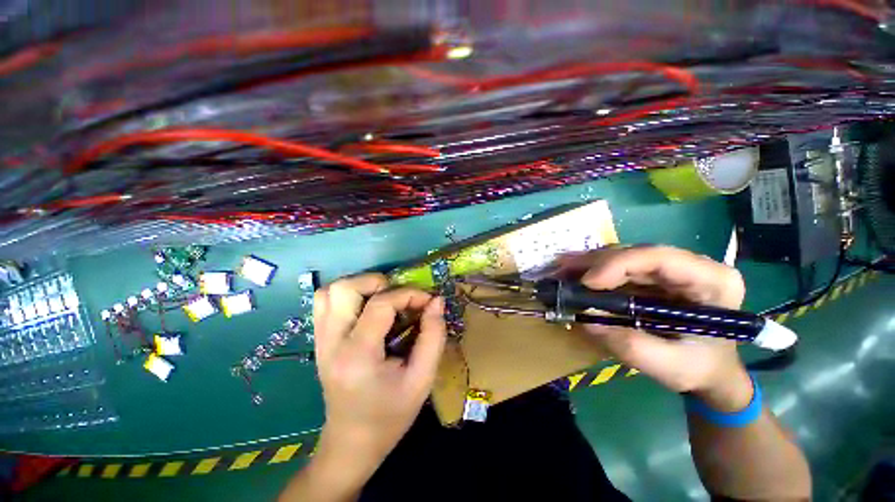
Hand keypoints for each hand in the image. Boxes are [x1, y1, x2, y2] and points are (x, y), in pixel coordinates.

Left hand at [312, 273, 446, 478]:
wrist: (352, 443)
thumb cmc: (390, 415)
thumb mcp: (422, 379)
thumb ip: (433, 336)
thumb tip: (437, 301)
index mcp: (358, 356)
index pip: (380, 305)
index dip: (409, 294)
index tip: (428, 300)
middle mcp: (331, 343)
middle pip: (344, 288)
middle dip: (378, 282)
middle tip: (399, 295)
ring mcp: (320, 340)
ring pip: (330, 291)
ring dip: (360, 285)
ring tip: (383, 298)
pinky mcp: (319, 340)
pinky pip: (324, 302)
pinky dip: (348, 295)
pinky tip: (366, 307)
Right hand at [560, 246, 751, 410]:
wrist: (710, 369)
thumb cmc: (700, 368)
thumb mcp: (670, 367)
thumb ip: (631, 346)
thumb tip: (586, 320)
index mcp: (712, 281)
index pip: (661, 258)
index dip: (619, 264)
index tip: (587, 282)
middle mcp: (690, 266)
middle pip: (635, 253)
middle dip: (595, 262)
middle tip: (561, 270)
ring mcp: (669, 268)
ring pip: (622, 256)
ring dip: (588, 263)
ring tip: (560, 271)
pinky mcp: (650, 275)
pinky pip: (616, 266)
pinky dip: (591, 270)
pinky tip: (572, 274)